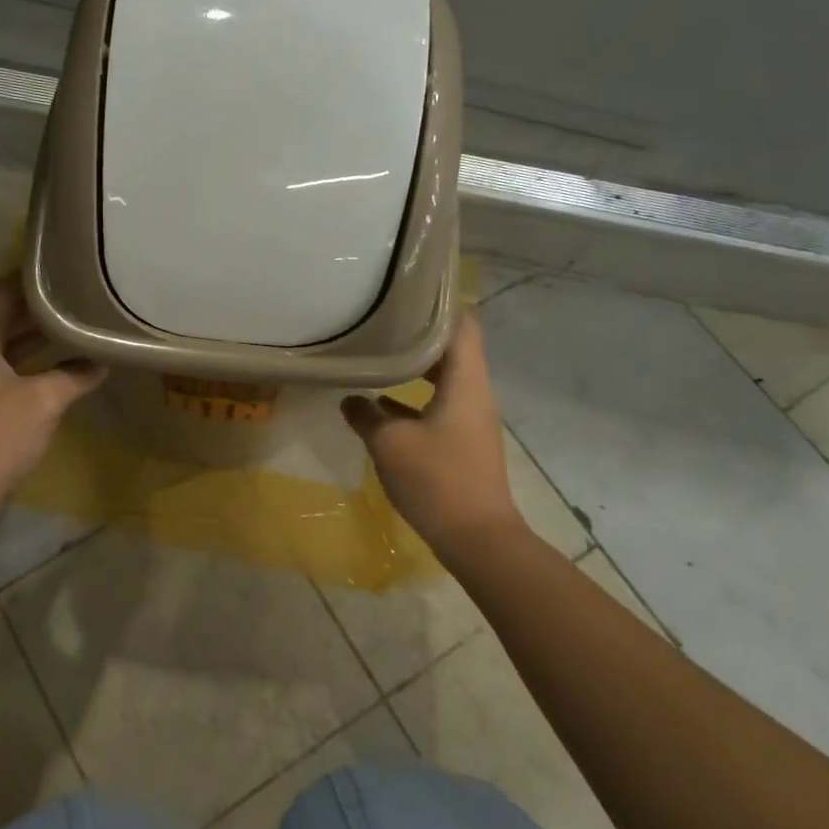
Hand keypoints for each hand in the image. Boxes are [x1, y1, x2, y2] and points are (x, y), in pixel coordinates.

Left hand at [0, 277, 106, 511]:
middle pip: (3, 321)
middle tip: (76, 296)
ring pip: (6, 351)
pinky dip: (32, 368)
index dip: (29, 279)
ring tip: (75, 327)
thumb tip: (101, 363)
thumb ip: (74, 376)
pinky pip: (7, 376)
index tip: (61, 266)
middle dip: (38, 310)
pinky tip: (61, 372)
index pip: (1, 295)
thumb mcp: (43, 399)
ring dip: (36, 341)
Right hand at [342, 313, 526, 570]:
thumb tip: (350, 399)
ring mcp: (470, 418)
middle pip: (451, 349)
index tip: (407, 290)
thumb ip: (367, 415)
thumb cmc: (437, 480)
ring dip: (414, 367)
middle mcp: (474, 393)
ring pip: (443, 378)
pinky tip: (380, 405)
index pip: (461, 325)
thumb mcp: (390, 443)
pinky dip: (414, 398)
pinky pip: (439, 405)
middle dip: (417, 333)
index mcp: (465, 381)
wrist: (477, 539)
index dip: (439, 303)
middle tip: (381, 319)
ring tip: (376, 353)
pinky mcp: (463, 442)